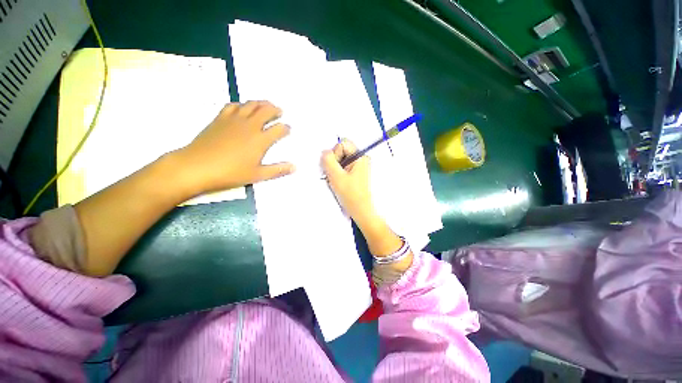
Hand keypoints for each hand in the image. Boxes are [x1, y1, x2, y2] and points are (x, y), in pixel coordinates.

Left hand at [175, 101, 294, 194]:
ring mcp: (234, 120)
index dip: (286, 128)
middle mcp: (250, 126)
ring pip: (251, 105)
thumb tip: (295, 167)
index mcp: (261, 140)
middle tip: (280, 111)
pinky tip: (243, 107)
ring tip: (266, 105)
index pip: (279, 129)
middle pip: (266, 111)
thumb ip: (277, 170)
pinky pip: (233, 105)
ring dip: (261, 103)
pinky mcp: (220, 118)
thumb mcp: (258, 175)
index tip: (288, 129)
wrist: (197, 166)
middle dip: (275, 110)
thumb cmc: (230, 173)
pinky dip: (241, 104)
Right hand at [321, 139, 376, 224]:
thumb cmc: (351, 195)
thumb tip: (324, 152)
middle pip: (341, 151)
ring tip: (335, 181)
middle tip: (333, 175)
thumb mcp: (336, 176)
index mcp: (360, 157)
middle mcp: (361, 159)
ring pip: (340, 160)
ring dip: (334, 169)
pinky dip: (337, 173)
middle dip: (334, 162)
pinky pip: (342, 168)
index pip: (343, 143)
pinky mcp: (355, 174)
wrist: (360, 211)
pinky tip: (338, 183)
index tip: (334, 167)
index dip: (335, 153)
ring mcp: (358, 167)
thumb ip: (328, 161)